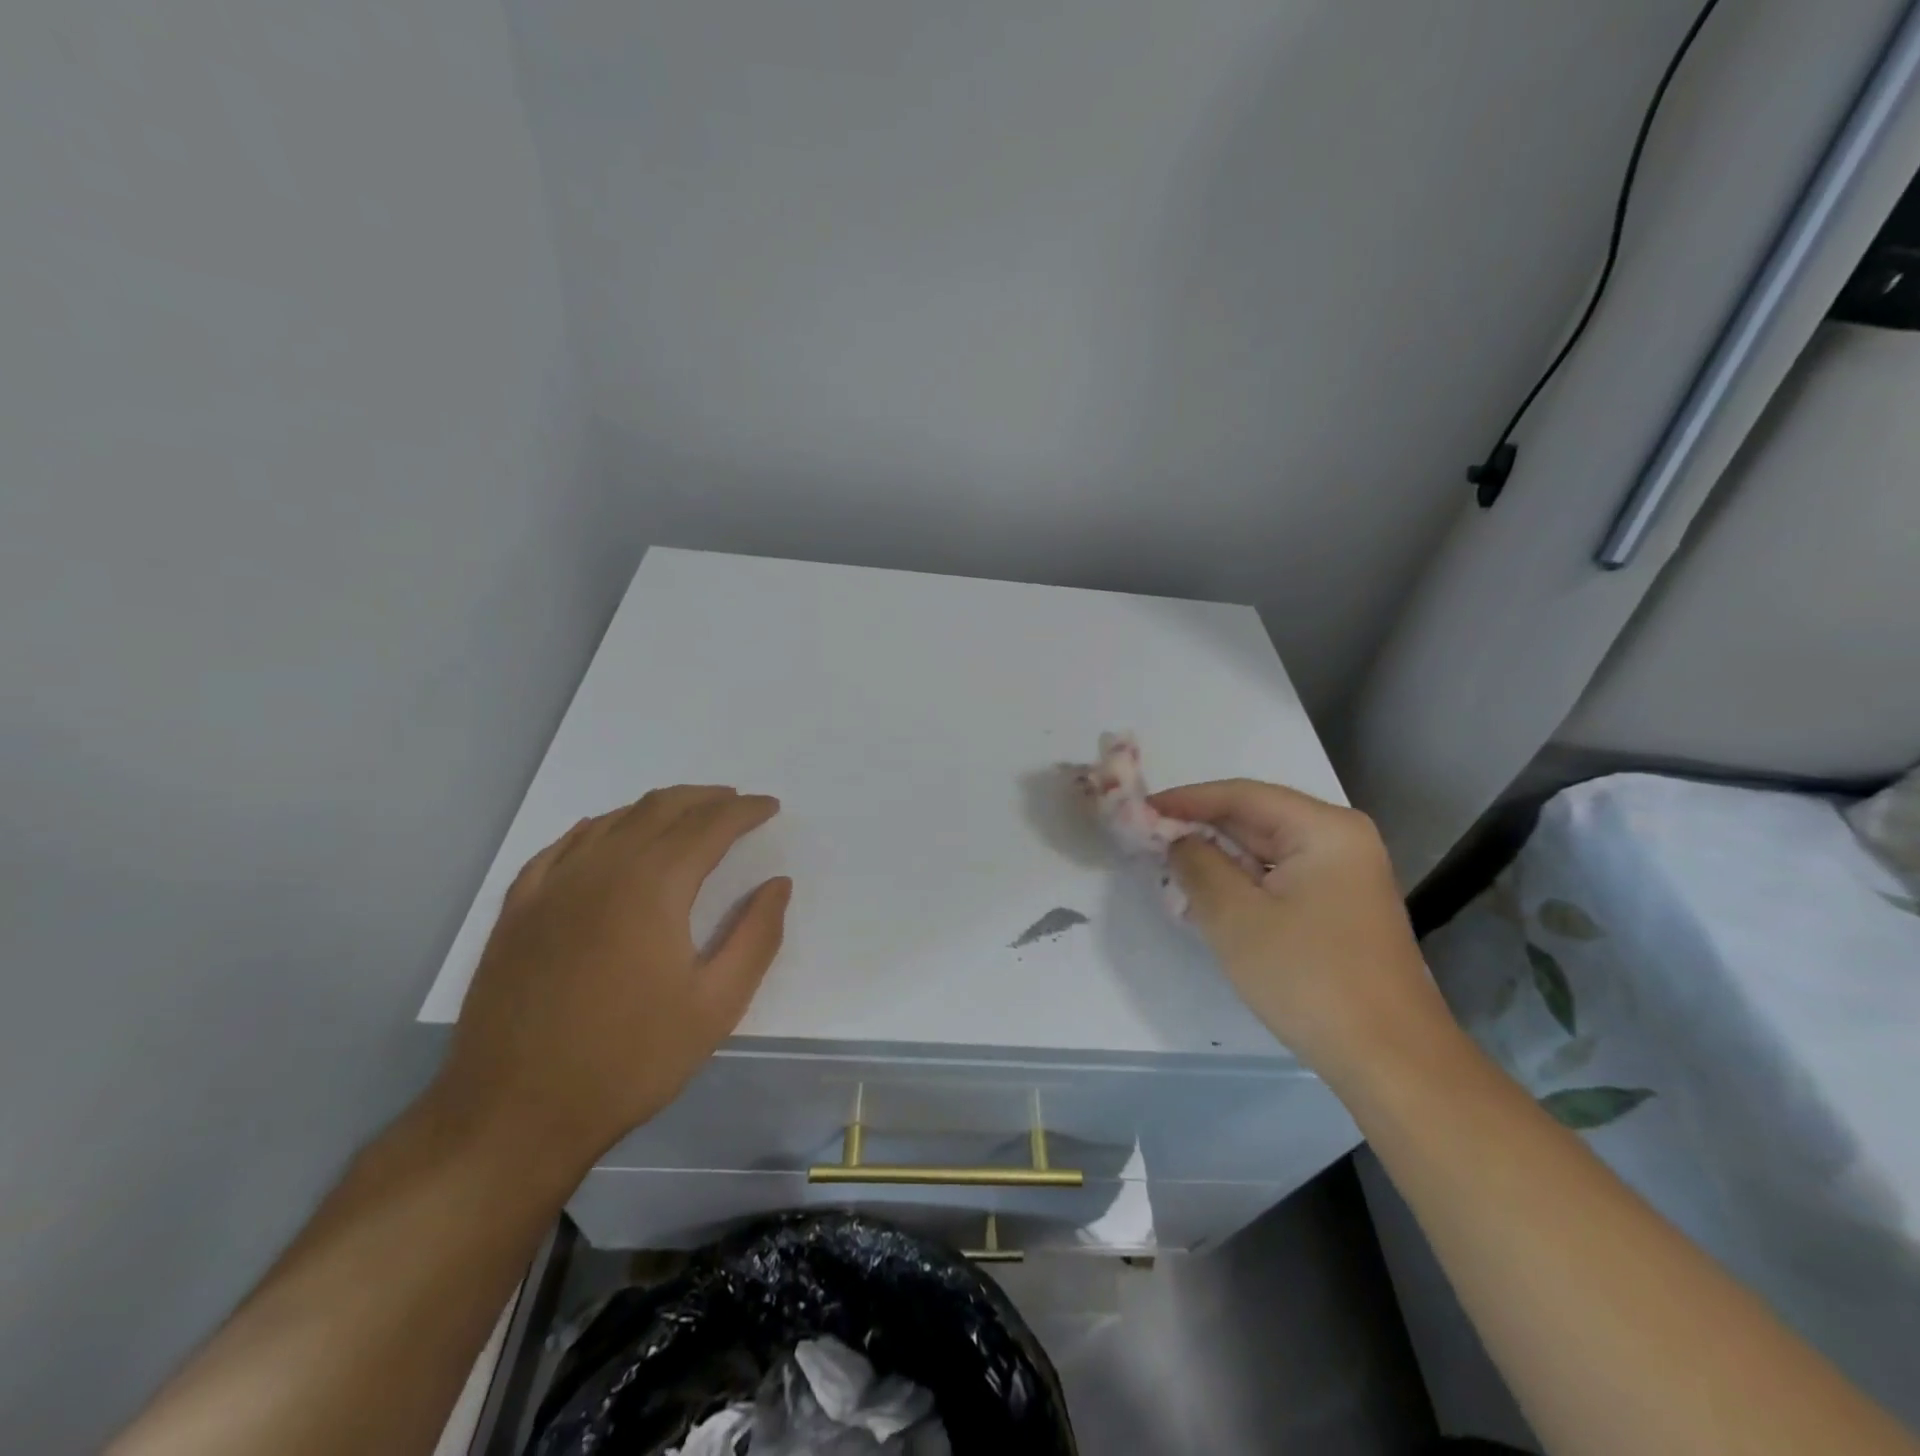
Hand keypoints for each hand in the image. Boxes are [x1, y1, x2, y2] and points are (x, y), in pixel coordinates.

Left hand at [432, 786, 790, 1175]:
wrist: (514, 1114)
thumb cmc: (630, 1060)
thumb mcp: (716, 1006)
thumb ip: (756, 936)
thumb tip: (778, 884)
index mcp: (653, 887)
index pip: (709, 826)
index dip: (744, 811)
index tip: (770, 806)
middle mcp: (601, 869)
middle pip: (660, 809)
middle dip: (705, 798)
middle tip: (735, 802)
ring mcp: (552, 886)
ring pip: (612, 820)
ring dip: (657, 808)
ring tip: (686, 814)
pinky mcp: (518, 909)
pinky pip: (563, 846)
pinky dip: (598, 828)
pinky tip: (606, 834)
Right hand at [1155, 780, 1445, 1084]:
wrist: (1390, 1061)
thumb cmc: (1309, 978)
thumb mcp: (1236, 917)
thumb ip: (1197, 864)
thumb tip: (1178, 839)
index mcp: (1325, 829)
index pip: (1242, 796)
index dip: (1186, 799)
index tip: (1139, 809)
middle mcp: (1341, 841)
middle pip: (1256, 819)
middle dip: (1200, 828)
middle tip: (1145, 838)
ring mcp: (1344, 876)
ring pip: (1265, 851)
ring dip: (1217, 858)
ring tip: (1166, 866)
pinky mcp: (1339, 909)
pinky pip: (1278, 879)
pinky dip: (1240, 883)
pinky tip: (1206, 897)